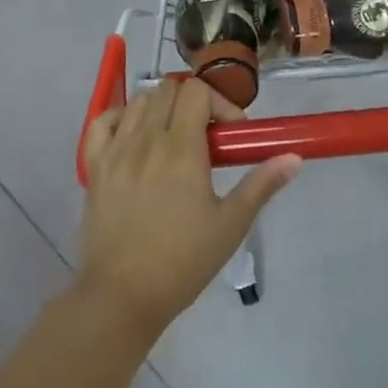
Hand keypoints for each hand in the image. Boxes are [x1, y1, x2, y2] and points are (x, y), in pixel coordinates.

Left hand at [77, 79, 300, 342]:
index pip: (197, 91)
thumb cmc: (182, 261)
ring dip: (161, 109)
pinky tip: (134, 137)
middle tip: (207, 137)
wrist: (122, 298)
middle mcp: (146, 139)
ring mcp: (115, 151)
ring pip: (139, 101)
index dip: (219, 103)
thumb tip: (294, 158)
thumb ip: (262, 184)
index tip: (231, 134)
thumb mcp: (231, 224)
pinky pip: (103, 121)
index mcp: (181, 148)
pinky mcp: (94, 167)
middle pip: (168, 90)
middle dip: (193, 103)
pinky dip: (121, 118)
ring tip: (173, 139)